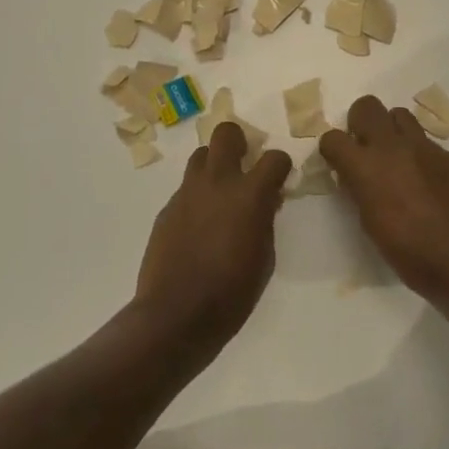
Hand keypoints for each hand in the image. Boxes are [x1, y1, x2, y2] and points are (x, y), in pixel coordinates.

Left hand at [134, 121, 291, 352]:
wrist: (177, 314)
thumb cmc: (232, 292)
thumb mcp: (265, 257)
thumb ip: (266, 220)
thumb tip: (266, 201)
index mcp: (249, 194)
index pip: (274, 158)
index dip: (281, 166)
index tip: (280, 179)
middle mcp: (217, 182)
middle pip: (226, 133)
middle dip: (239, 142)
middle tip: (245, 166)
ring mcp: (188, 193)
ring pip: (201, 155)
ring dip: (214, 166)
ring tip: (220, 193)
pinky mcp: (167, 208)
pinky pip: (186, 188)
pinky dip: (197, 196)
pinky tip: (199, 225)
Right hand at [320, 96, 448, 303]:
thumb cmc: (411, 254)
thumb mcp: (371, 225)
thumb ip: (360, 190)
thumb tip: (355, 177)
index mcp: (366, 168)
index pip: (333, 138)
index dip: (332, 150)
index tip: (338, 163)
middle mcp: (392, 147)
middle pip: (367, 106)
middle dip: (360, 123)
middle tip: (365, 149)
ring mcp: (423, 147)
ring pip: (398, 114)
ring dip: (391, 130)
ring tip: (395, 157)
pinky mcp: (448, 154)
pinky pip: (424, 139)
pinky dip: (416, 150)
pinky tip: (424, 177)